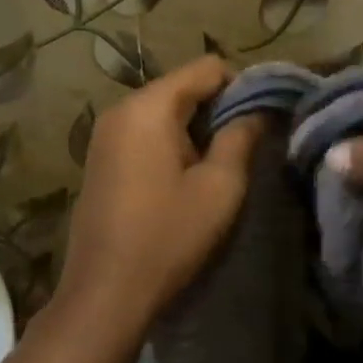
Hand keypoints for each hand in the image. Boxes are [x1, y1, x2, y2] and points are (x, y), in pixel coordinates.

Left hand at [57, 55, 262, 331]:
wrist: (104, 294)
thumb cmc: (167, 236)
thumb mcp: (219, 187)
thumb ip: (241, 137)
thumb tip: (259, 110)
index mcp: (148, 106)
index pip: (206, 68)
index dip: (241, 86)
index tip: (262, 119)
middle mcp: (121, 109)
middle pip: (182, 86)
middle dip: (217, 108)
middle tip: (246, 145)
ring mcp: (105, 134)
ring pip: (164, 110)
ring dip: (195, 128)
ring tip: (220, 164)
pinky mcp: (100, 158)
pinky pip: (145, 132)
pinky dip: (171, 142)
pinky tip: (186, 177)